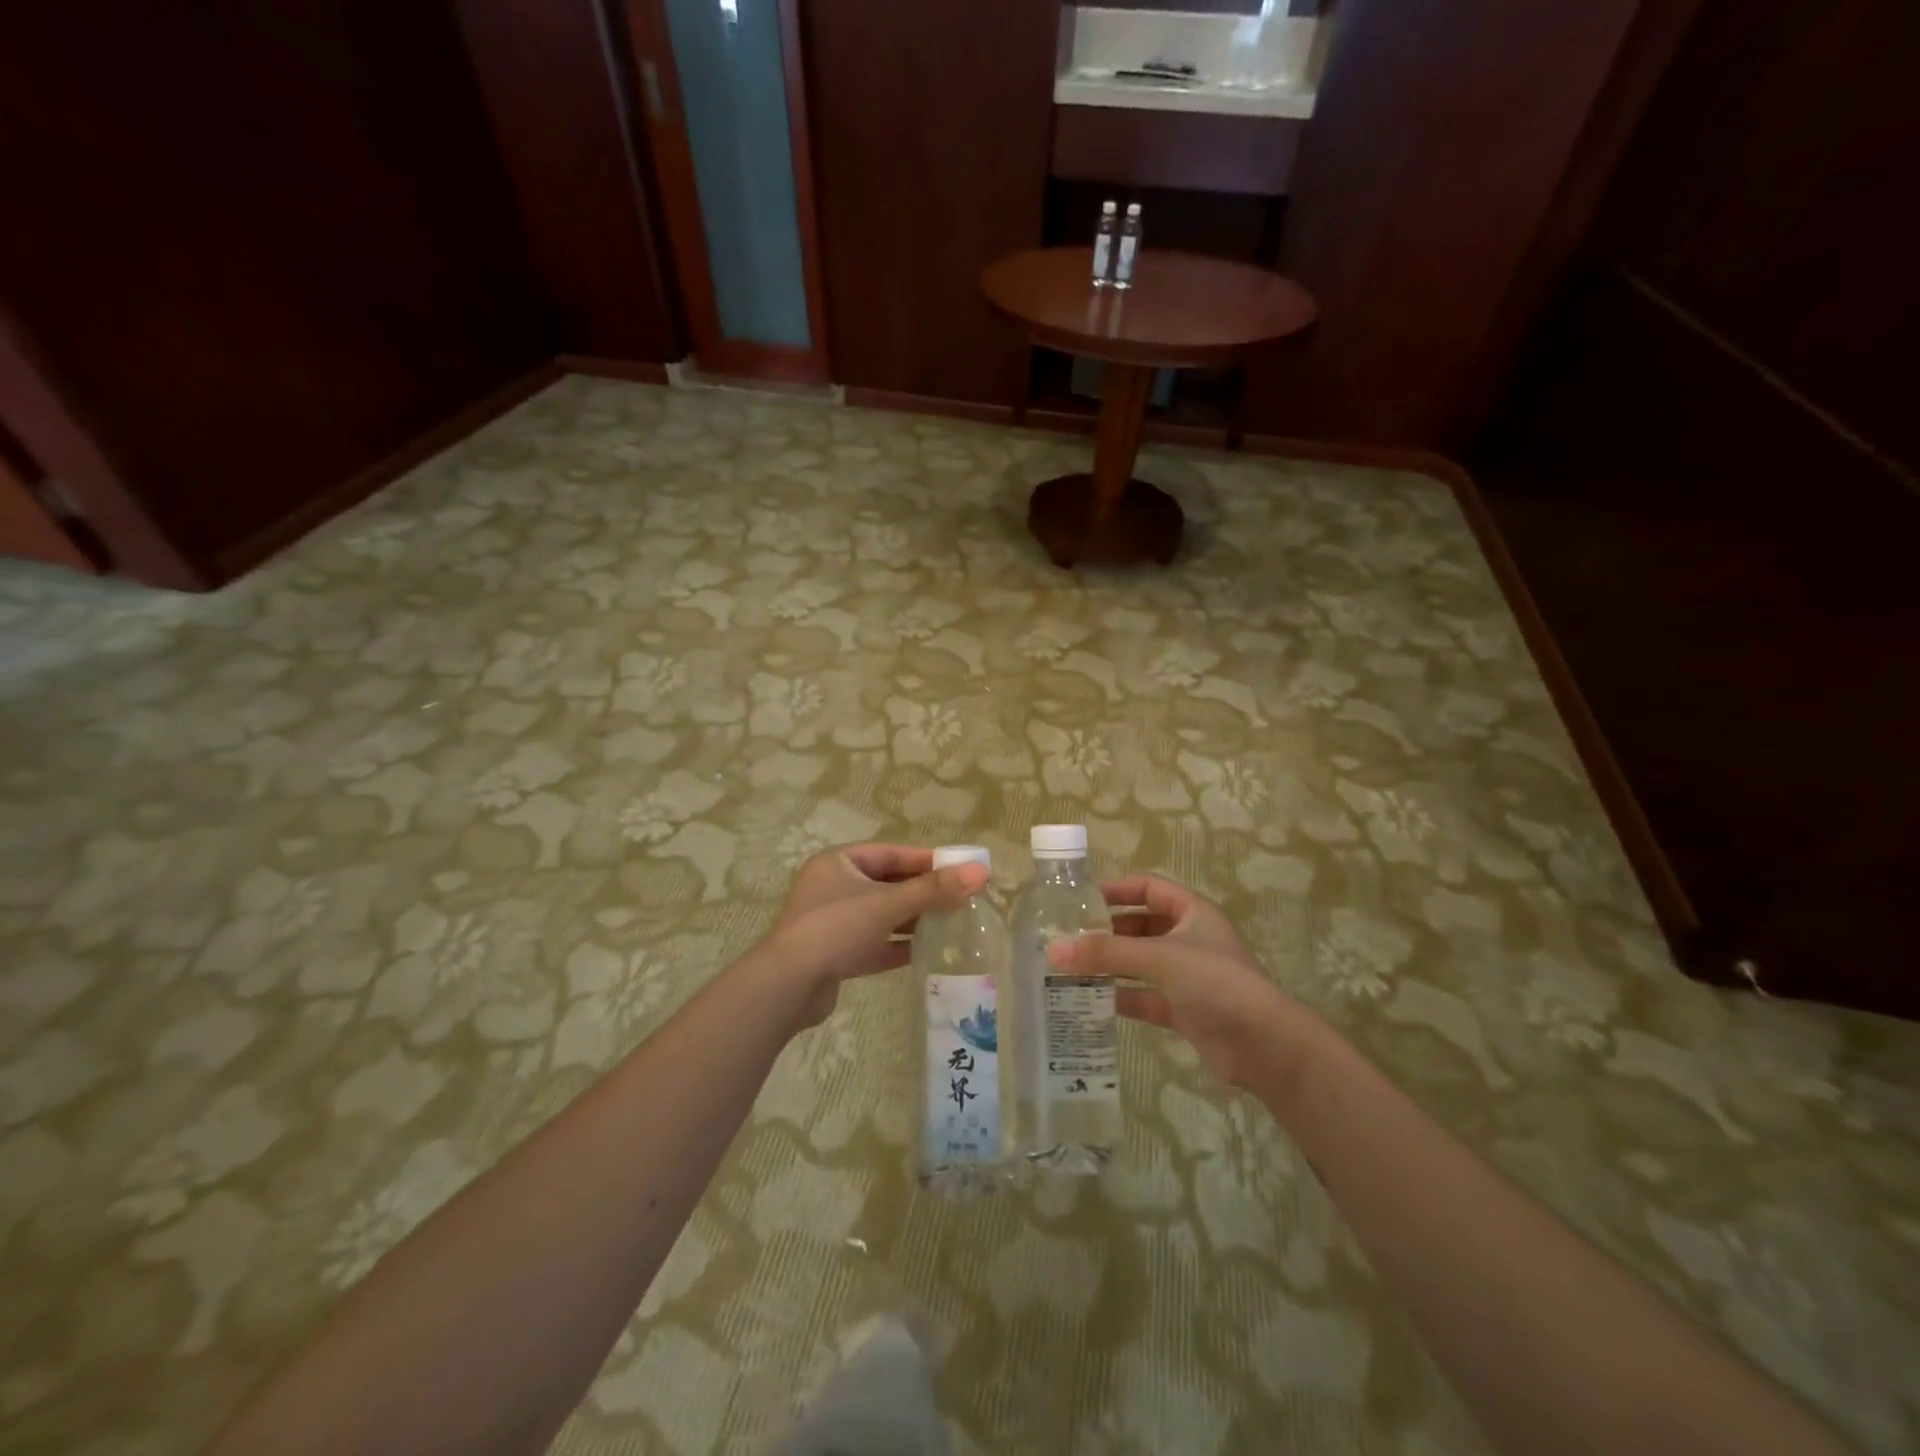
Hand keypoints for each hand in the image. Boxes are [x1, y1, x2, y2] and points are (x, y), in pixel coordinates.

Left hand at [765, 843, 988, 1027]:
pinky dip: (898, 945)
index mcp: (840, 863)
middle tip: (961, 898)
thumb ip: (934, 890)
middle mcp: (834, 888)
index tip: (960, 868)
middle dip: (923, 892)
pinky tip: (927, 951)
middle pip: (888, 884)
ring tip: (951, 924)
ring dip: (913, 919)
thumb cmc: (836, 929)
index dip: (927, 860)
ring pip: (882, 915)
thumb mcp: (888, 904)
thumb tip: (981, 871)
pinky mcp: (836, 954)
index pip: (891, 854)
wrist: (788, 986)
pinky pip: (874, 943)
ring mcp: (834, 922)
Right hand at [1050, 877, 1313, 1093]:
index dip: (1115, 890)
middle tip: (1066, 938)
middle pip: (1139, 926)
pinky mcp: (1183, 1010)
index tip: (1079, 900)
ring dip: (1109, 965)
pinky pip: (1144, 996)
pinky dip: (1120, 996)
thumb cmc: (1216, 983)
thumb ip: (1106, 953)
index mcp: (1191, 912)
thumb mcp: (1160, 958)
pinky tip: (1090, 1001)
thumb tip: (1052, 949)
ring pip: (1139, 962)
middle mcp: (1188, 939)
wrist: (1265, 1047)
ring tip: (1068, 968)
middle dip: (1105, 931)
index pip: (1147, 888)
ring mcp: (1186, 976)